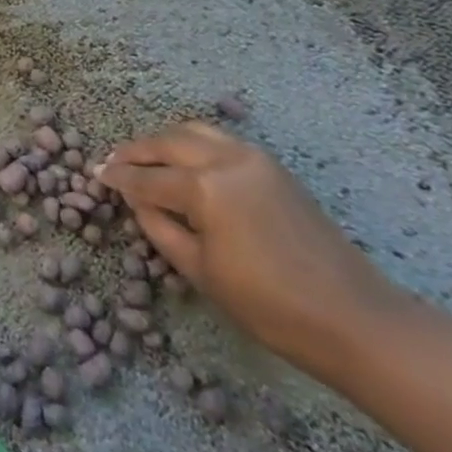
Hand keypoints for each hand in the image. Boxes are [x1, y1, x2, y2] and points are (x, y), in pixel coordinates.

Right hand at [95, 122, 403, 380]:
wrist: (355, 319)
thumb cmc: (270, 306)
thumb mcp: (200, 271)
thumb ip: (159, 227)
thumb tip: (135, 199)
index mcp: (204, 188)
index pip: (147, 178)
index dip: (118, 178)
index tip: (96, 175)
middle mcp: (225, 160)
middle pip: (167, 143)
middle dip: (136, 151)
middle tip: (114, 163)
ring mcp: (253, 158)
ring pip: (194, 132)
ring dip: (165, 141)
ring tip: (146, 158)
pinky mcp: (273, 166)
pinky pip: (220, 141)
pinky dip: (193, 143)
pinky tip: (184, 163)